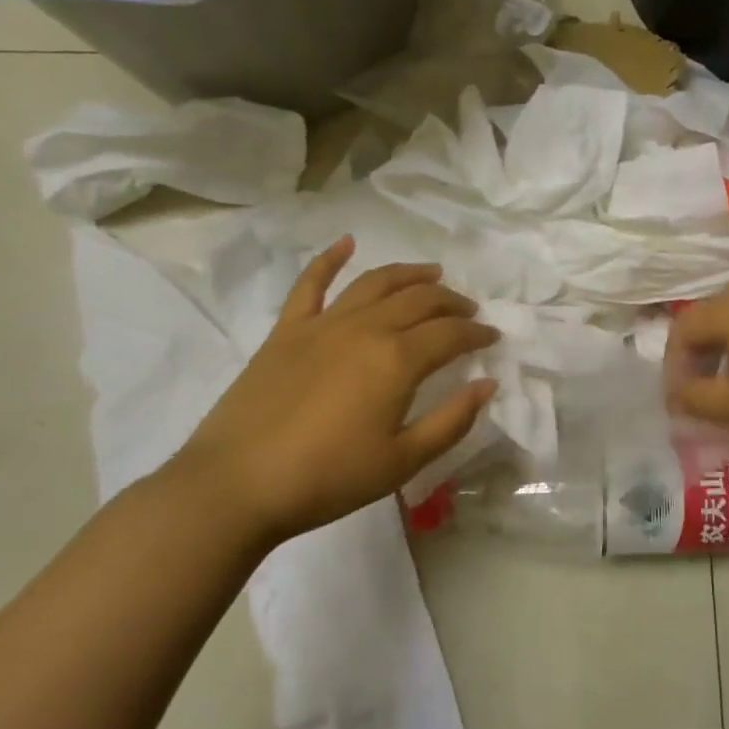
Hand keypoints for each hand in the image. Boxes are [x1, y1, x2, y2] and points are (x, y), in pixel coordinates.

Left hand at [176, 239, 500, 540]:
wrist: (237, 485)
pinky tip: (346, 243)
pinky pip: (311, 284)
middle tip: (467, 311)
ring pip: (376, 283)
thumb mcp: (402, 462)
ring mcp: (323, 324)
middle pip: (419, 300)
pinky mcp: (287, 330)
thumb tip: (488, 384)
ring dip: (409, 274)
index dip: (476, 333)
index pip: (450, 334)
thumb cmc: (327, 478)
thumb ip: (451, 421)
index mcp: (397, 360)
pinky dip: (329, 259)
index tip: (491, 337)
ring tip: (432, 273)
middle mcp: (366, 328)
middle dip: (451, 302)